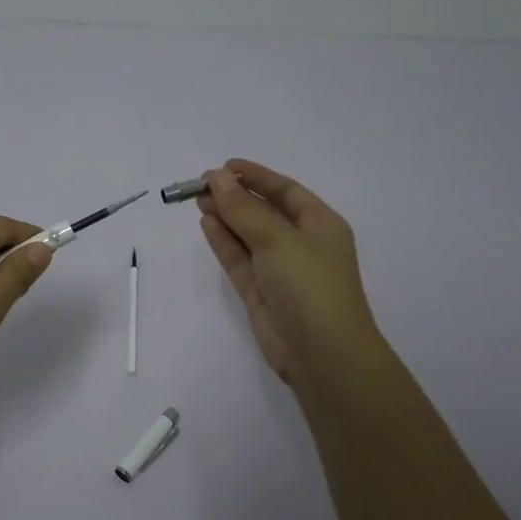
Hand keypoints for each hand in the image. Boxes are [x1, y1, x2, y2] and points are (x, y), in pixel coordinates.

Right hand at [197, 160, 383, 385]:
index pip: (285, 191)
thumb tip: (216, 177)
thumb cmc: (309, 285)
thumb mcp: (277, 239)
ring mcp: (280, 270)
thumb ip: (243, 208)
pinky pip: (240, 260)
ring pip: (248, 236)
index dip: (256, 176)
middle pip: (264, 212)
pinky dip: (224, 242)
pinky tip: (206, 224)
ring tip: (197, 201)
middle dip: (235, 196)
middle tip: (200, 185)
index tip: (224, 166)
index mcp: (320, 225)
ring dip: (226, 217)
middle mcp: (301, 244)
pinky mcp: (261, 293)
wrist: (322, 353)